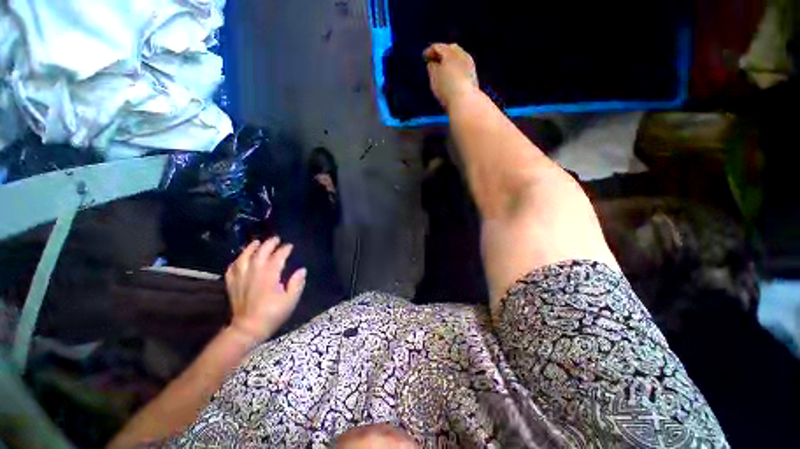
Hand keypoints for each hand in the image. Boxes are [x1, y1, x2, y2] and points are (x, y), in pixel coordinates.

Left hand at [224, 237, 305, 342]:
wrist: (248, 329)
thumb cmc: (273, 314)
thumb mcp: (291, 300)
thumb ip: (297, 283)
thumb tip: (302, 270)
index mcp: (269, 276)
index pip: (277, 257)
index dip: (284, 250)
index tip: (290, 246)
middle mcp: (253, 272)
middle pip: (260, 253)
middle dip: (269, 244)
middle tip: (276, 239)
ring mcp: (241, 278)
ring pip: (244, 257)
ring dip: (250, 248)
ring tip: (257, 242)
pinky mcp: (232, 284)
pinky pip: (232, 268)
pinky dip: (237, 260)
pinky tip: (241, 258)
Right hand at [423, 43, 478, 108]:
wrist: (465, 101)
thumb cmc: (446, 88)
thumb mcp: (434, 77)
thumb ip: (432, 68)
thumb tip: (433, 63)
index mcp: (450, 52)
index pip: (438, 47)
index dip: (430, 51)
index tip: (424, 57)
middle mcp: (462, 54)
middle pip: (450, 49)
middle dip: (442, 54)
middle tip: (434, 61)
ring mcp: (470, 64)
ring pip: (458, 58)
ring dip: (450, 61)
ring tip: (443, 70)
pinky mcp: (473, 75)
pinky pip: (463, 67)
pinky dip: (456, 69)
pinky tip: (452, 78)